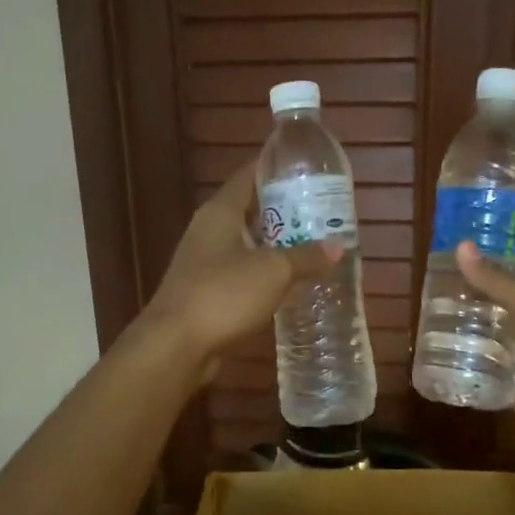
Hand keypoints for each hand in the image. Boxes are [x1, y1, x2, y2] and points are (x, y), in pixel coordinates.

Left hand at [145, 169, 339, 382]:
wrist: (176, 346)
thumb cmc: (223, 294)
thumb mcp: (274, 271)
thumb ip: (307, 257)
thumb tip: (338, 247)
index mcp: (221, 211)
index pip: (250, 175)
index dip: (278, 168)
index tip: (309, 169)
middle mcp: (210, 229)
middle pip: (252, 209)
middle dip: (286, 209)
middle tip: (323, 210)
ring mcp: (205, 261)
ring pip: (249, 243)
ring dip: (278, 243)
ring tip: (315, 243)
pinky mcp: (208, 291)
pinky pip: (244, 272)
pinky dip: (266, 272)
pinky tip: (291, 281)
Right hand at [455, 238, 514, 476]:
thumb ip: (501, 282)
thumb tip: (461, 245)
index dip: (507, 234)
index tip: (469, 222)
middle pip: (505, 286)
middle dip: (474, 274)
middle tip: (432, 263)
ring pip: (491, 322)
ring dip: (464, 312)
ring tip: (425, 299)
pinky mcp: (512, 379)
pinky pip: (484, 359)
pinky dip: (462, 352)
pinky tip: (433, 344)